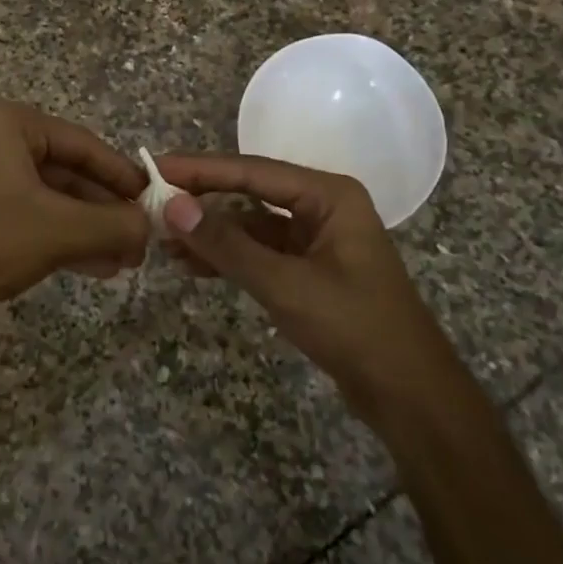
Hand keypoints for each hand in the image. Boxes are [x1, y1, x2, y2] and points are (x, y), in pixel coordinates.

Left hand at [0, 102, 149, 326]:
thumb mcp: (63, 230)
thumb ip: (115, 224)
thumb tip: (151, 226)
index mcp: (8, 123)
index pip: (83, 143)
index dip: (123, 175)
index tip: (154, 201)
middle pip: (66, 171)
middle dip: (105, 210)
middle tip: (140, 239)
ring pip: (48, 198)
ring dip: (86, 228)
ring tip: (123, 260)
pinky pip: (26, 214)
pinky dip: (58, 236)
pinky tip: (93, 266)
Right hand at [153, 154, 433, 409]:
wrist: (410, 396)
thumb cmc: (354, 328)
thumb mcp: (285, 284)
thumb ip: (227, 245)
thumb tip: (172, 206)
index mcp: (328, 195)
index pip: (252, 172)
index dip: (201, 169)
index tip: (157, 167)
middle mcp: (322, 207)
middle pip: (249, 193)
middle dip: (202, 201)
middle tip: (151, 203)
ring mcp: (315, 239)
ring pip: (250, 225)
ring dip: (210, 233)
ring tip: (162, 241)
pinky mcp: (308, 269)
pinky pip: (259, 252)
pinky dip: (228, 257)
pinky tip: (192, 265)